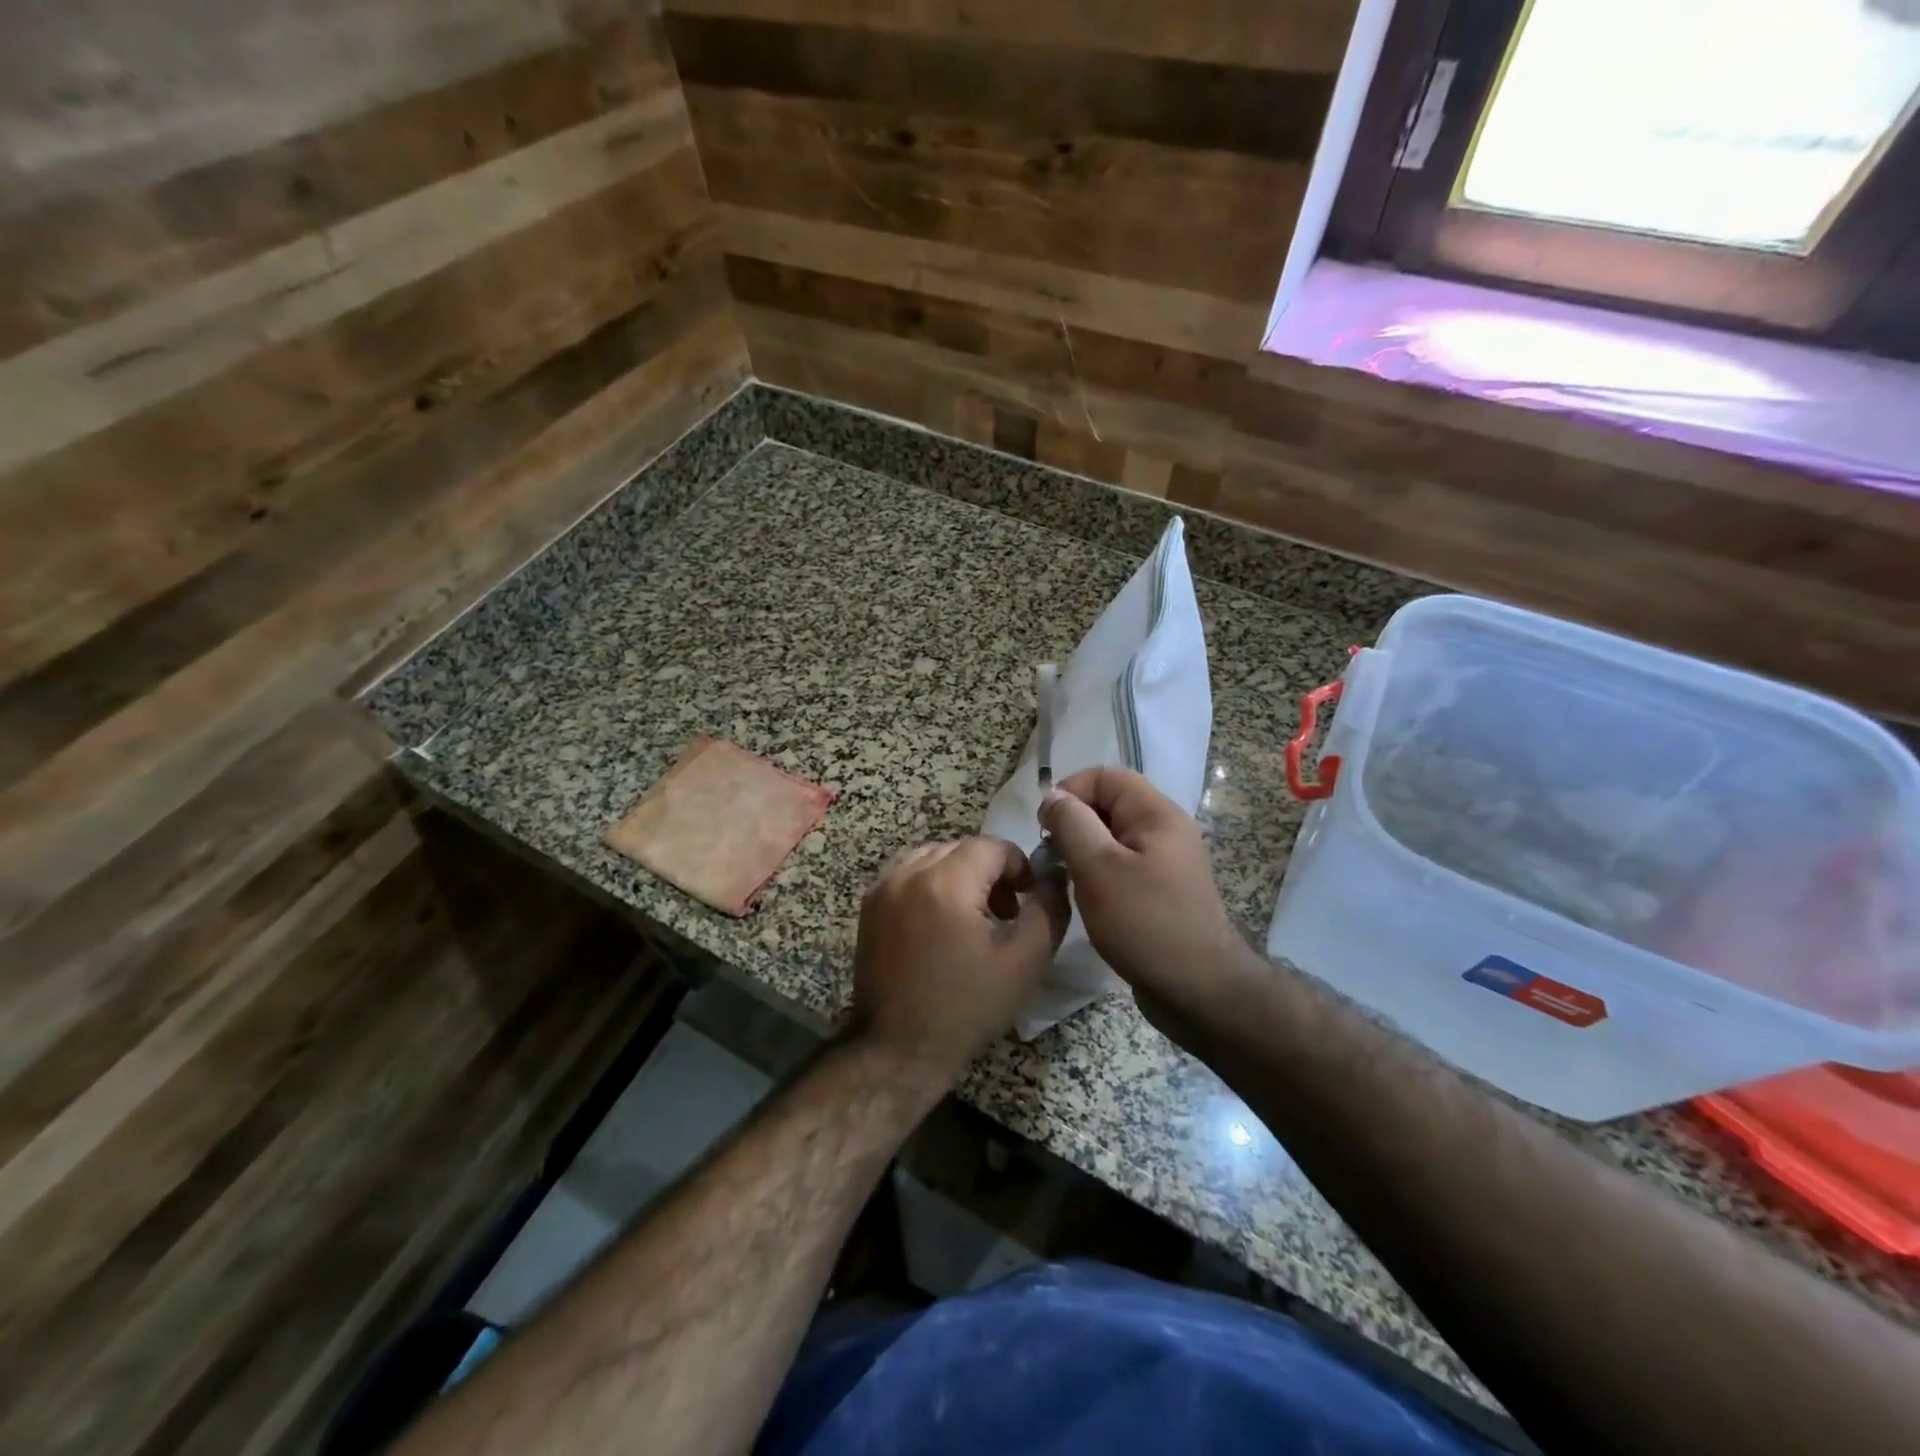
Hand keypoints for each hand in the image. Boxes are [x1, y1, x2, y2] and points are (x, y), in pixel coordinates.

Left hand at [850, 836, 1068, 1092]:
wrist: (899, 1049)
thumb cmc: (967, 1006)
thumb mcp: (1025, 959)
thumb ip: (1049, 907)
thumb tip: (1055, 875)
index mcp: (946, 882)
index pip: (992, 845)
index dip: (1019, 867)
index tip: (1028, 898)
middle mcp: (908, 873)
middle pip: (961, 848)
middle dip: (989, 871)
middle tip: (1004, 913)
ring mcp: (883, 887)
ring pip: (933, 856)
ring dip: (959, 874)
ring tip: (971, 917)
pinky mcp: (869, 905)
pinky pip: (908, 873)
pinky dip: (930, 883)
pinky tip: (940, 921)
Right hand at [1040, 767, 1261, 1038]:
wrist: (1199, 990)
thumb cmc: (1145, 923)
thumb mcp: (1098, 868)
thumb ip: (1071, 824)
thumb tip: (1054, 797)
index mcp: (1156, 813)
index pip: (1106, 775)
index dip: (1070, 790)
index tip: (1046, 826)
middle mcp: (1165, 829)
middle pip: (1109, 804)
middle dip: (1074, 822)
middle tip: (1051, 857)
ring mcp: (1166, 861)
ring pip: (1112, 837)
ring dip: (1083, 851)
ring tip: (1066, 880)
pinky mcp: (1162, 890)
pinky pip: (1122, 865)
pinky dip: (1099, 873)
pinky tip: (1086, 899)